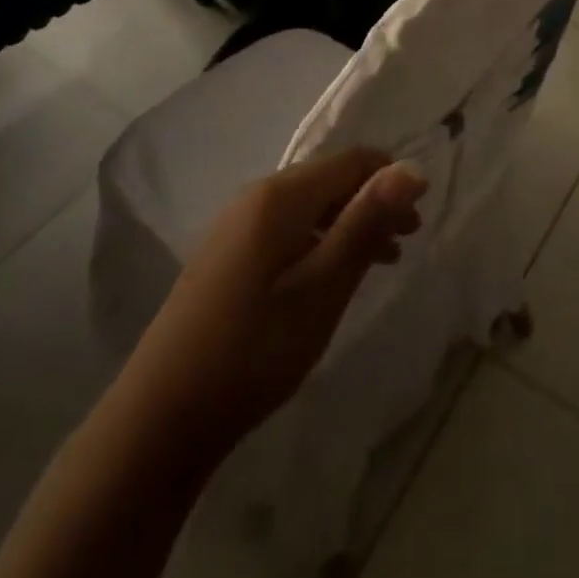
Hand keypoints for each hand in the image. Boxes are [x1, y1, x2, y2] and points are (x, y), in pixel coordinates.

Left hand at [128, 148, 426, 474]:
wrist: (160, 417)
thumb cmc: (254, 349)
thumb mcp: (322, 288)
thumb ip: (366, 223)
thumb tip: (412, 170)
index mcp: (279, 195)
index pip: (351, 160)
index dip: (391, 179)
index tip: (418, 219)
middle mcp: (256, 195)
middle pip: (330, 179)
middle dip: (373, 202)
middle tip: (406, 243)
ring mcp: (236, 225)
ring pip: (309, 206)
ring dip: (349, 224)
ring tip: (381, 261)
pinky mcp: (227, 255)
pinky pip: (287, 228)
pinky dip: (320, 241)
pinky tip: (331, 276)